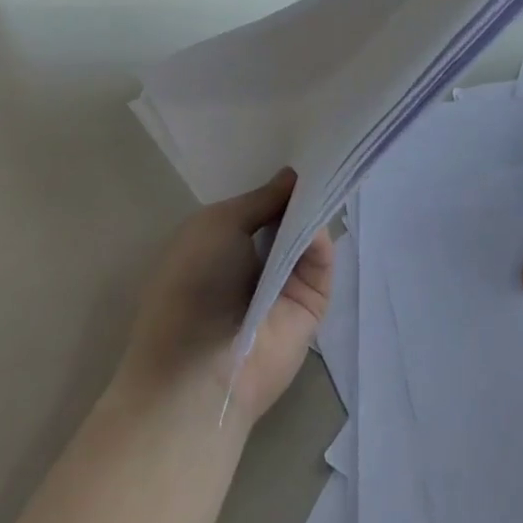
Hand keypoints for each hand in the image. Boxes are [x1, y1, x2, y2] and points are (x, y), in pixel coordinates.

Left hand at [121, 169, 333, 426]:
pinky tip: (320, 224)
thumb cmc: (192, 286)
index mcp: (222, 244)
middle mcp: (254, 262)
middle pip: (288, 219)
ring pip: (308, 238)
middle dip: (303, 194)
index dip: (278, 184)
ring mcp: (285, 284)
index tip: (304, 152)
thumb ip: (261, 199)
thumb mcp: (217, 225)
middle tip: (328, 158)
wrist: (201, 370)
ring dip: (315, 214)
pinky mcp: (311, 304)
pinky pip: (322, 264)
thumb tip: (294, 175)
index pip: (259, 206)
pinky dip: (322, 243)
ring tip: (329, 181)